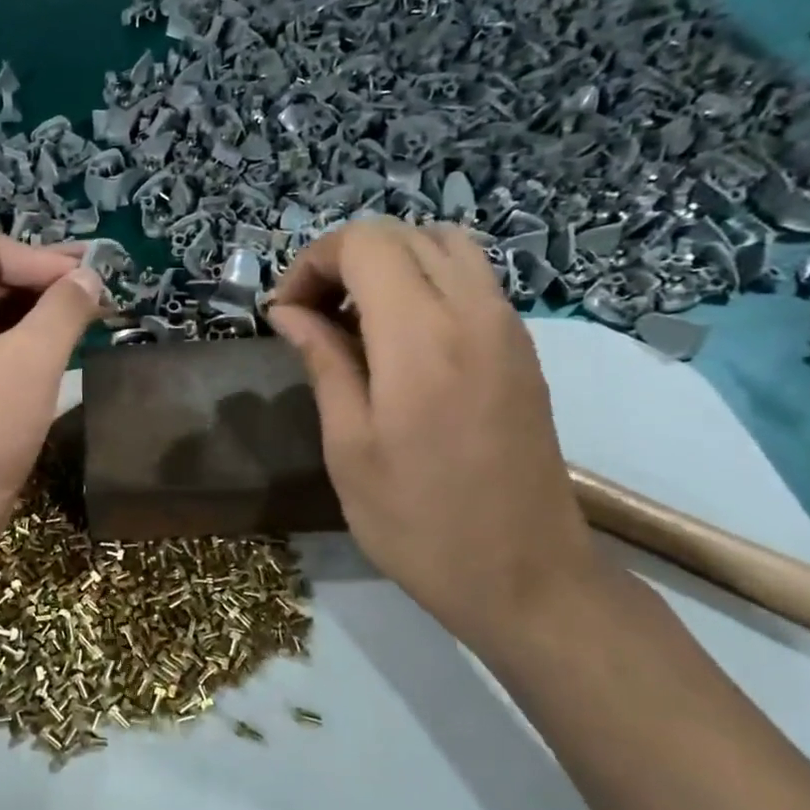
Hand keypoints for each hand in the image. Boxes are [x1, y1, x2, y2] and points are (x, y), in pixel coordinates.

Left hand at [0, 234, 106, 532]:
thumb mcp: (31, 359)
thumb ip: (64, 306)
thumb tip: (91, 277)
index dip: (45, 260)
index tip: (94, 277)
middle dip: (45, 281)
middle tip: (99, 286)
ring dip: (40, 306)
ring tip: (90, 309)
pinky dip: (27, 332)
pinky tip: (64, 334)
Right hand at [267, 217, 605, 651]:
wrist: (524, 575)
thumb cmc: (418, 521)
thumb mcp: (348, 445)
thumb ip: (322, 361)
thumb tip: (288, 311)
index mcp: (421, 337)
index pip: (364, 243)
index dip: (312, 263)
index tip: (284, 313)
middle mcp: (473, 312)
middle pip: (403, 234)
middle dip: (344, 258)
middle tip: (311, 314)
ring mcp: (507, 327)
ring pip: (444, 246)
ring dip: (388, 264)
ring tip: (354, 320)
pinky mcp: (521, 348)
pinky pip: (470, 279)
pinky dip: (424, 282)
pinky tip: (398, 339)